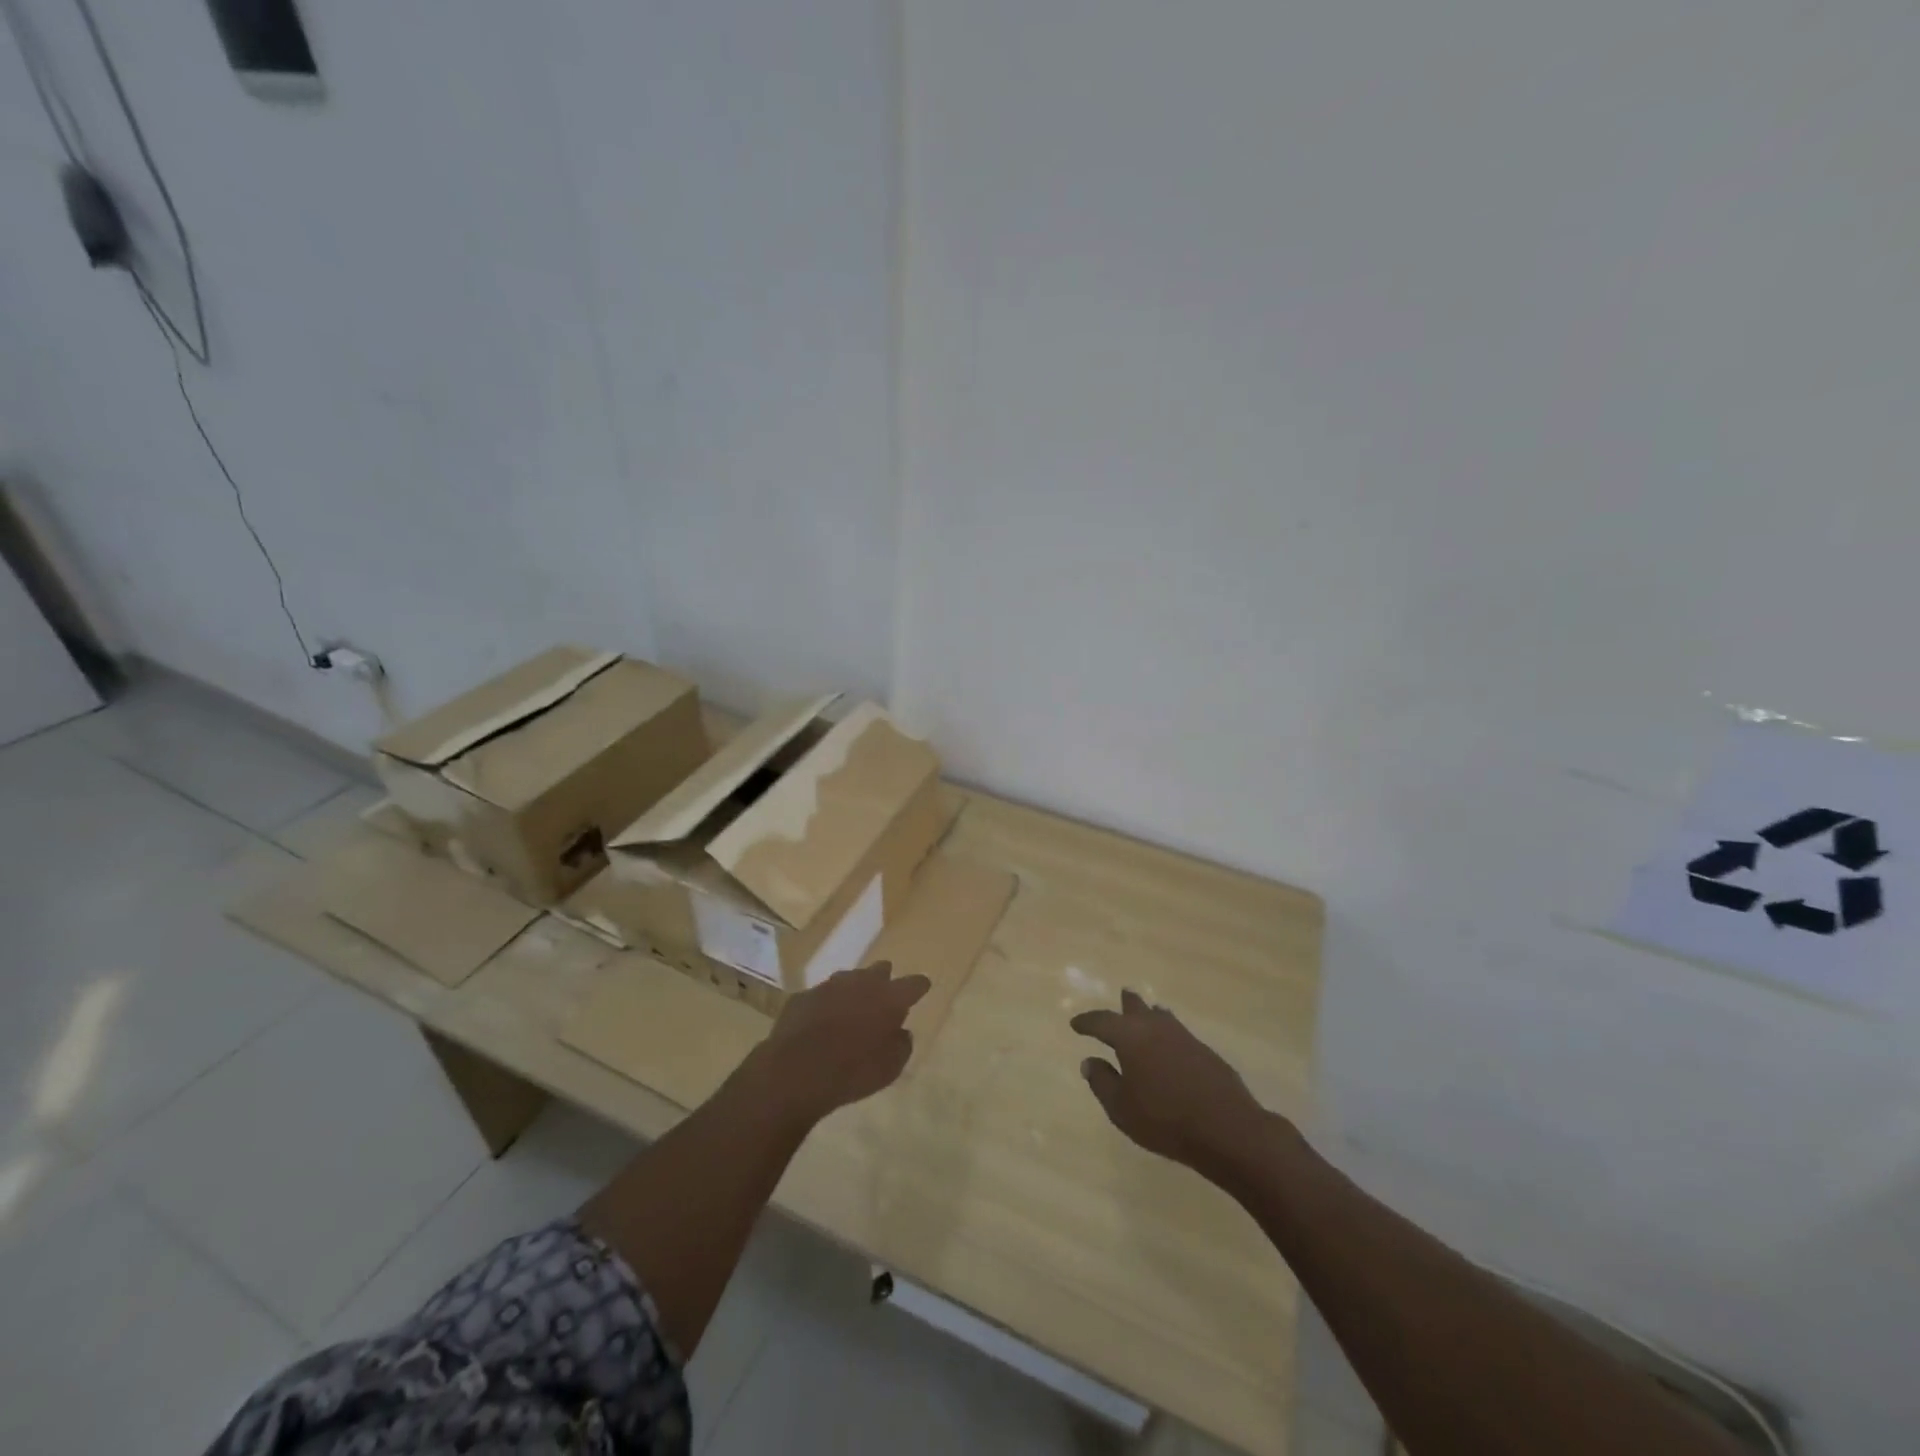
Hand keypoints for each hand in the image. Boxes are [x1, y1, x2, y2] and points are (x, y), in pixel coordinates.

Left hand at [746, 961, 930, 1128]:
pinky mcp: (803, 996)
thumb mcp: (891, 1068)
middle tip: (884, 998)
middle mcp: (861, 983)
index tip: (921, 989)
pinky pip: (821, 995)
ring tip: (852, 1010)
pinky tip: (821, 1022)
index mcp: (889, 998)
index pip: (914, 983)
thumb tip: (901, 1032)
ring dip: (854, 991)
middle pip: (880, 970)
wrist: (796, 1071)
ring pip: (849, 979)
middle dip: (884, 981)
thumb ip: (902, 1045)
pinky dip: (826, 1005)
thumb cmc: (853, 1071)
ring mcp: (829, 986)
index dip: (919, 986)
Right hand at [1071, 990, 1273, 1173]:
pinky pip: (1178, 1032)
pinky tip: (1170, 1044)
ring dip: (1150, 1014)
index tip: (1076, 1024)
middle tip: (1121, 997)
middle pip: (1136, 1007)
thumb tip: (1089, 1061)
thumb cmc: (1164, 1119)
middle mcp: (1156, 1027)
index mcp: (1130, 1036)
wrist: (1226, 1128)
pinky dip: (1168, 1032)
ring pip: (1161, 1016)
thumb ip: (1102, 1082)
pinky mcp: (1205, 1051)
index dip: (1087, 1022)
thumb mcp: (1121, 1108)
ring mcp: (1184, 1036)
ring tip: (1147, 1013)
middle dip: (1125, 1004)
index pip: (1102, 1021)